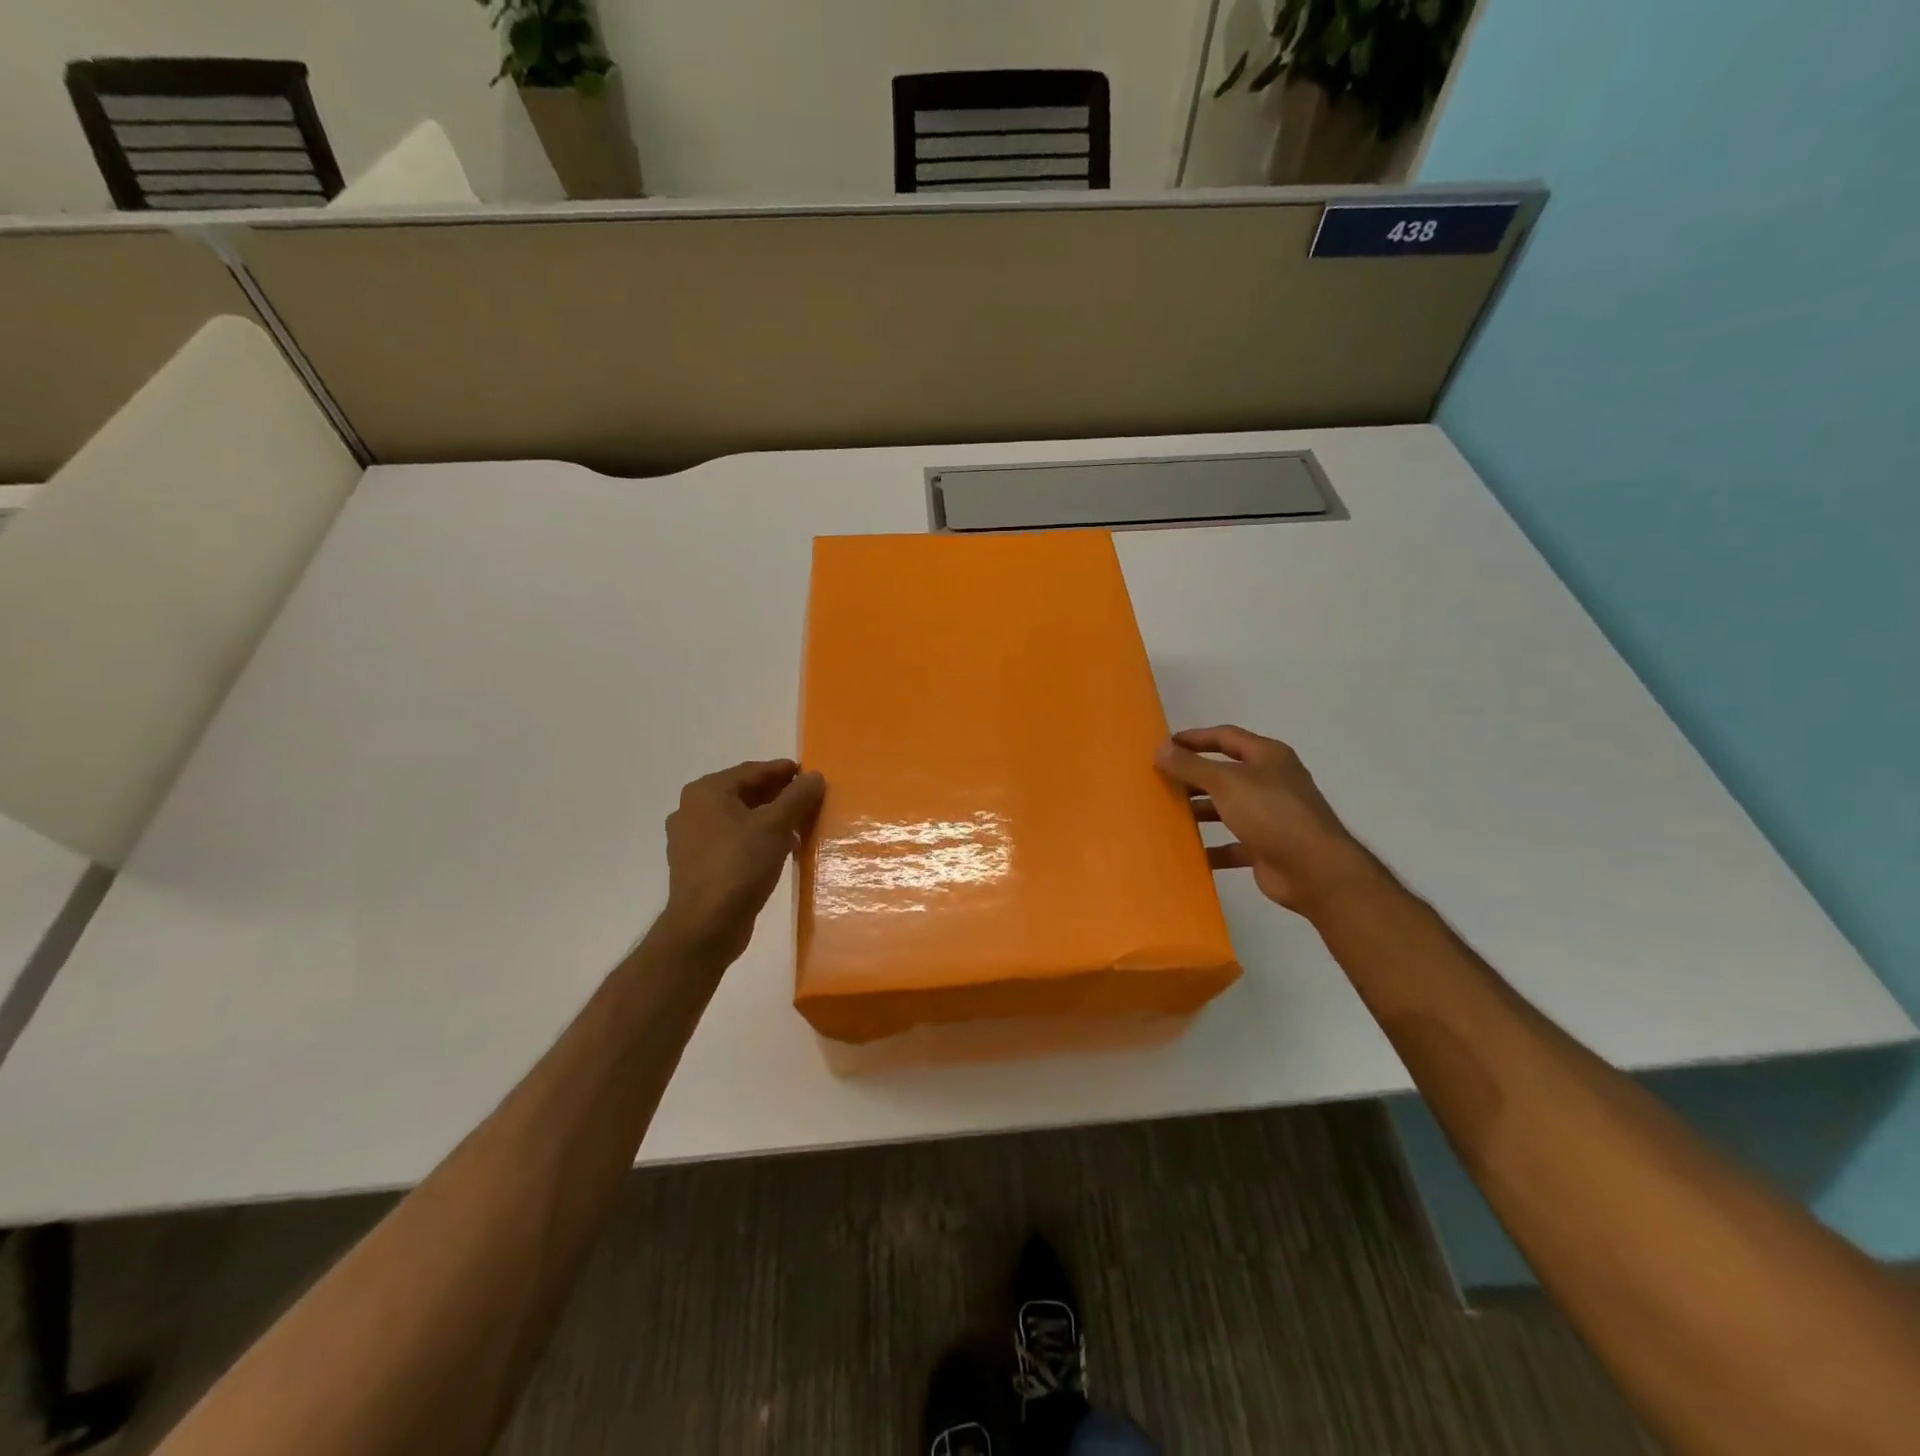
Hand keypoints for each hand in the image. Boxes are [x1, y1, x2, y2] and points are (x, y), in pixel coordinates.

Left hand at [656, 760, 825, 962]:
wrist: (706, 926)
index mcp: (706, 792)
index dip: (784, 771)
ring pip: (738, 818)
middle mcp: (692, 809)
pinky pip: (731, 841)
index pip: (752, 771)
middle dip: (777, 796)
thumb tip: (814, 776)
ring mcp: (690, 839)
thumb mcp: (776, 825)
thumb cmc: (740, 865)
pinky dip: (754, 839)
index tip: (810, 776)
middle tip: (808, 801)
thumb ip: (797, 796)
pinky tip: (777, 850)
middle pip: (743, 793)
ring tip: (798, 826)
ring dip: (768, 819)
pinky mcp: (696, 865)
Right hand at [1156, 726, 1378, 914]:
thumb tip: (1160, 748)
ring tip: (1166, 814)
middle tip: (1159, 781)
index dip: (1194, 738)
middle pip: (1224, 773)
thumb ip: (1191, 765)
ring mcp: (1270, 816)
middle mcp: (1270, 781)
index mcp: (1267, 757)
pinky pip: (1232, 844)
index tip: (1164, 746)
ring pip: (1226, 808)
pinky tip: (1187, 852)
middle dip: (1192, 777)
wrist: (1315, 870)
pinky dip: (1211, 847)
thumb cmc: (1271, 813)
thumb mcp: (1226, 783)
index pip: (1225, 737)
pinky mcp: (1266, 847)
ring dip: (1199, 811)